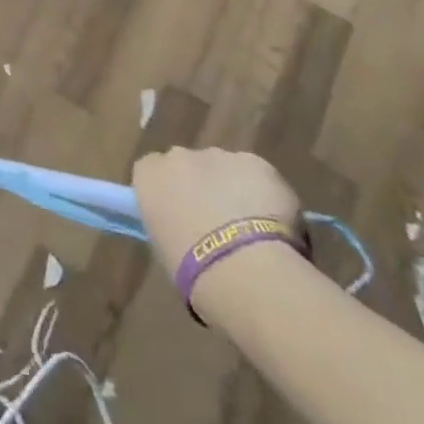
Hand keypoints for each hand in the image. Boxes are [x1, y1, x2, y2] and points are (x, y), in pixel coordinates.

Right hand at [133, 146, 298, 300]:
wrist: (242, 267)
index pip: (152, 170)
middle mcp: (178, 156)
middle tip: (217, 221)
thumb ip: (168, 221)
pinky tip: (275, 223)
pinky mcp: (256, 163)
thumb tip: (182, 225)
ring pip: (225, 167)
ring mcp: (218, 156)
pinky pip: (258, 175)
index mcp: (148, 174)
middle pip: (188, 164)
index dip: (169, 190)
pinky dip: (265, 192)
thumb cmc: (190, 267)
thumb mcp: (162, 245)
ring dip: (233, 188)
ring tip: (251, 227)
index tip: (180, 213)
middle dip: (200, 184)